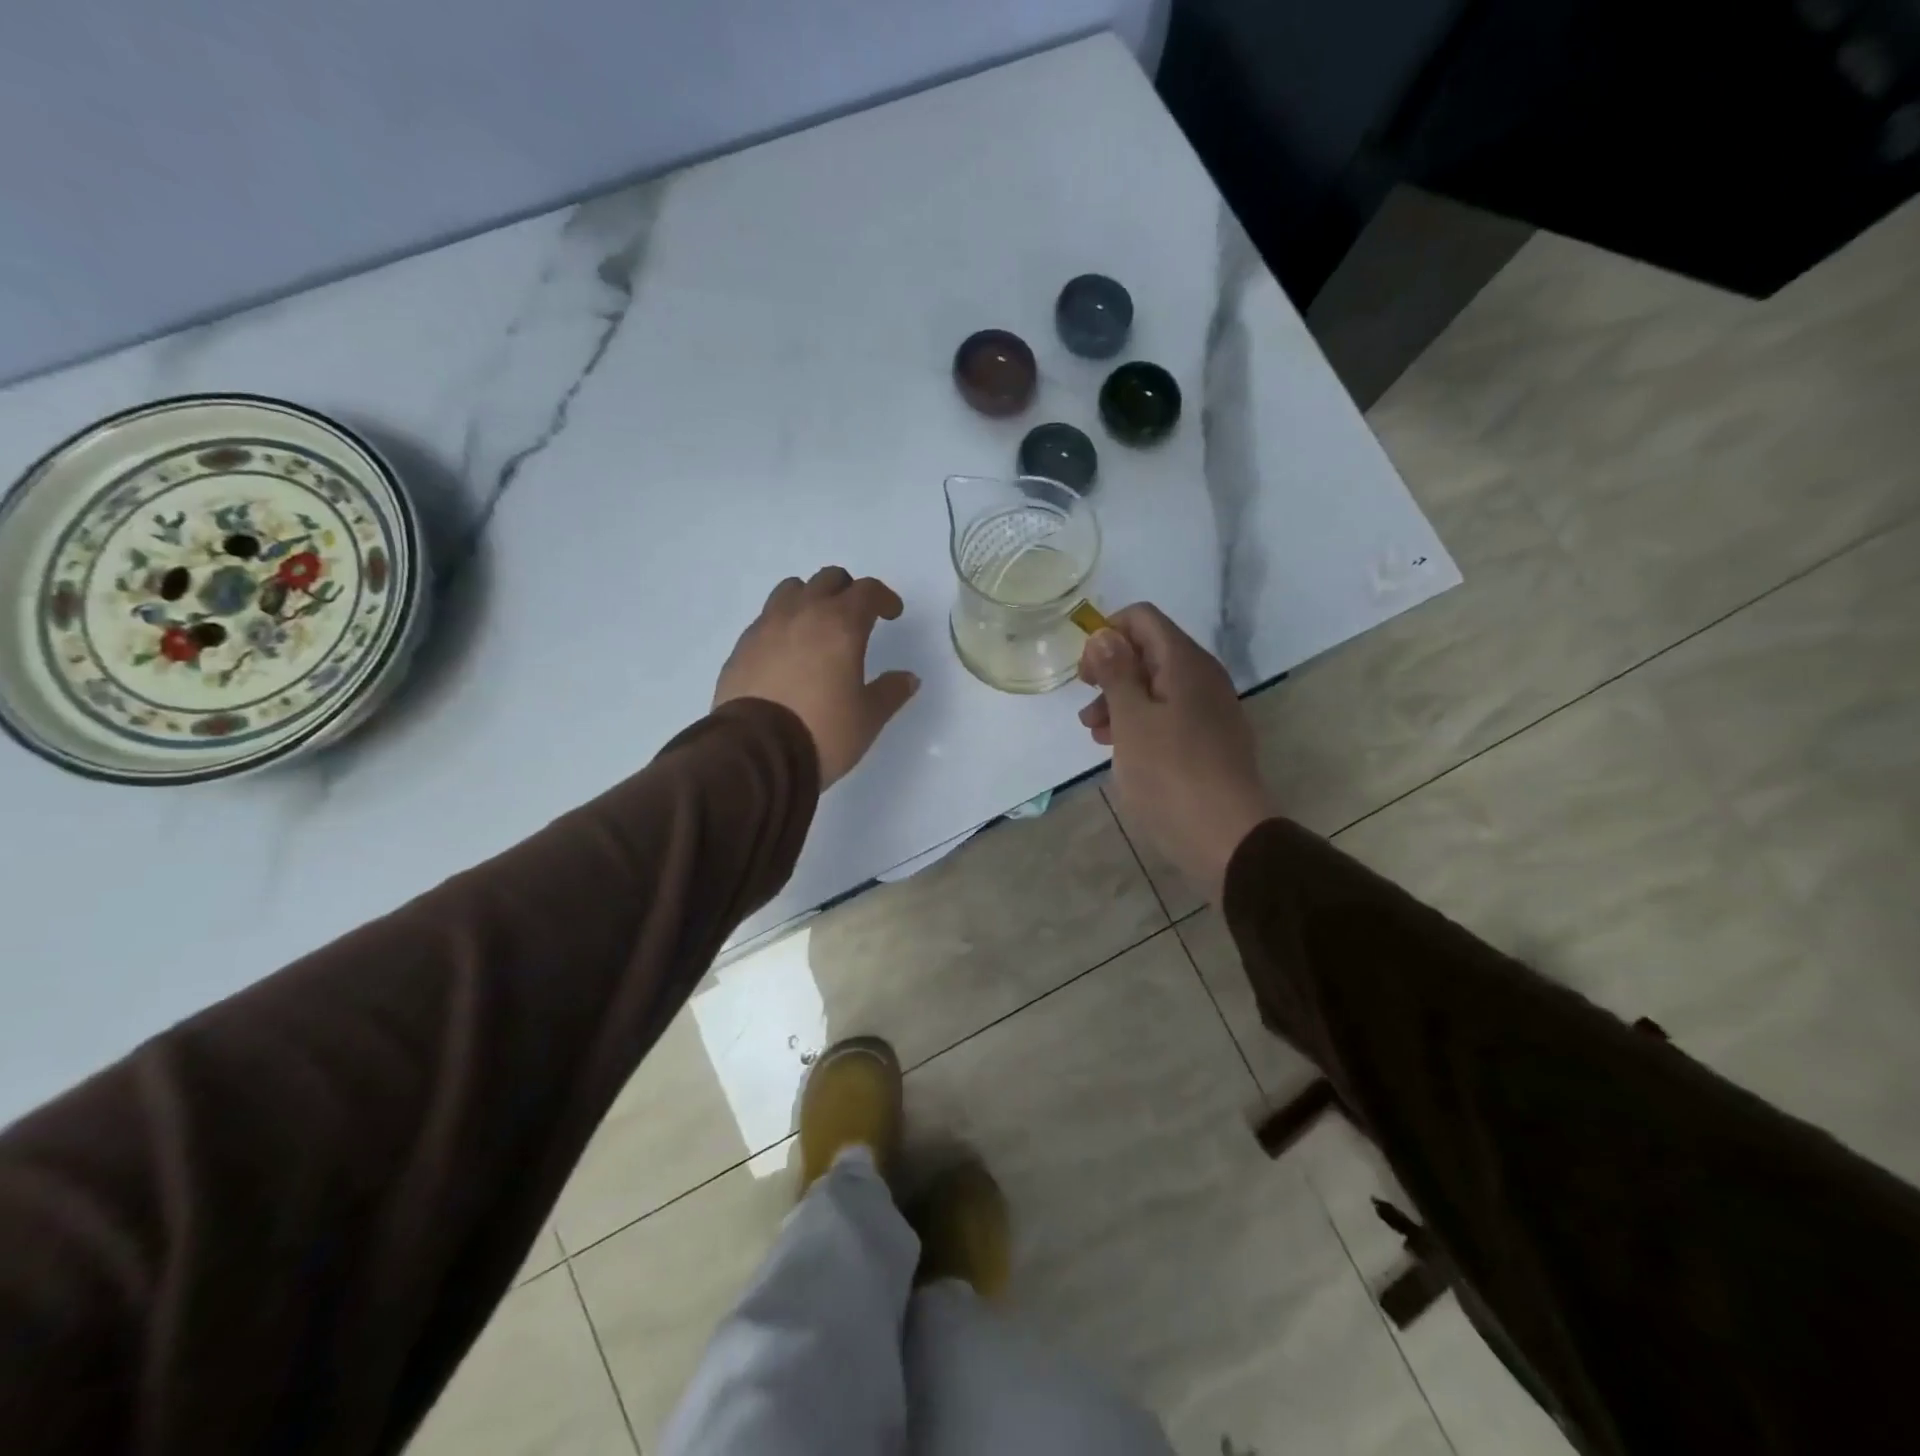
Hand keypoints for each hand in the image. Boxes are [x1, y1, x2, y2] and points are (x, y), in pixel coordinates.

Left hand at [714, 568, 919, 786]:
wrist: (756, 752)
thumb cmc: (824, 731)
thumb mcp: (869, 717)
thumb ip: (891, 691)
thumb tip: (908, 678)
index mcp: (841, 624)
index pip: (867, 590)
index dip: (884, 598)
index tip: (892, 614)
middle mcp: (802, 613)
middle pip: (828, 580)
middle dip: (847, 591)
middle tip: (856, 617)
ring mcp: (766, 627)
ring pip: (791, 590)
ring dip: (810, 599)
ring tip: (817, 628)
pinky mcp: (741, 647)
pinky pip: (766, 619)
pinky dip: (782, 625)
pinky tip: (787, 654)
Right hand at [1078, 604, 1273, 901]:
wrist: (1226, 837)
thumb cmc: (1170, 774)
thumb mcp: (1131, 720)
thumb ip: (1116, 672)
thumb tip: (1105, 635)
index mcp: (1185, 663)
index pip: (1142, 618)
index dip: (1107, 635)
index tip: (1086, 674)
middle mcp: (1203, 677)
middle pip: (1149, 652)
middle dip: (1110, 672)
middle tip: (1086, 707)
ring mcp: (1210, 711)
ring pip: (1156, 687)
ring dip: (1121, 702)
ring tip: (1096, 735)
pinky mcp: (1210, 741)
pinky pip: (1170, 716)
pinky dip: (1141, 724)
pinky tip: (1123, 751)